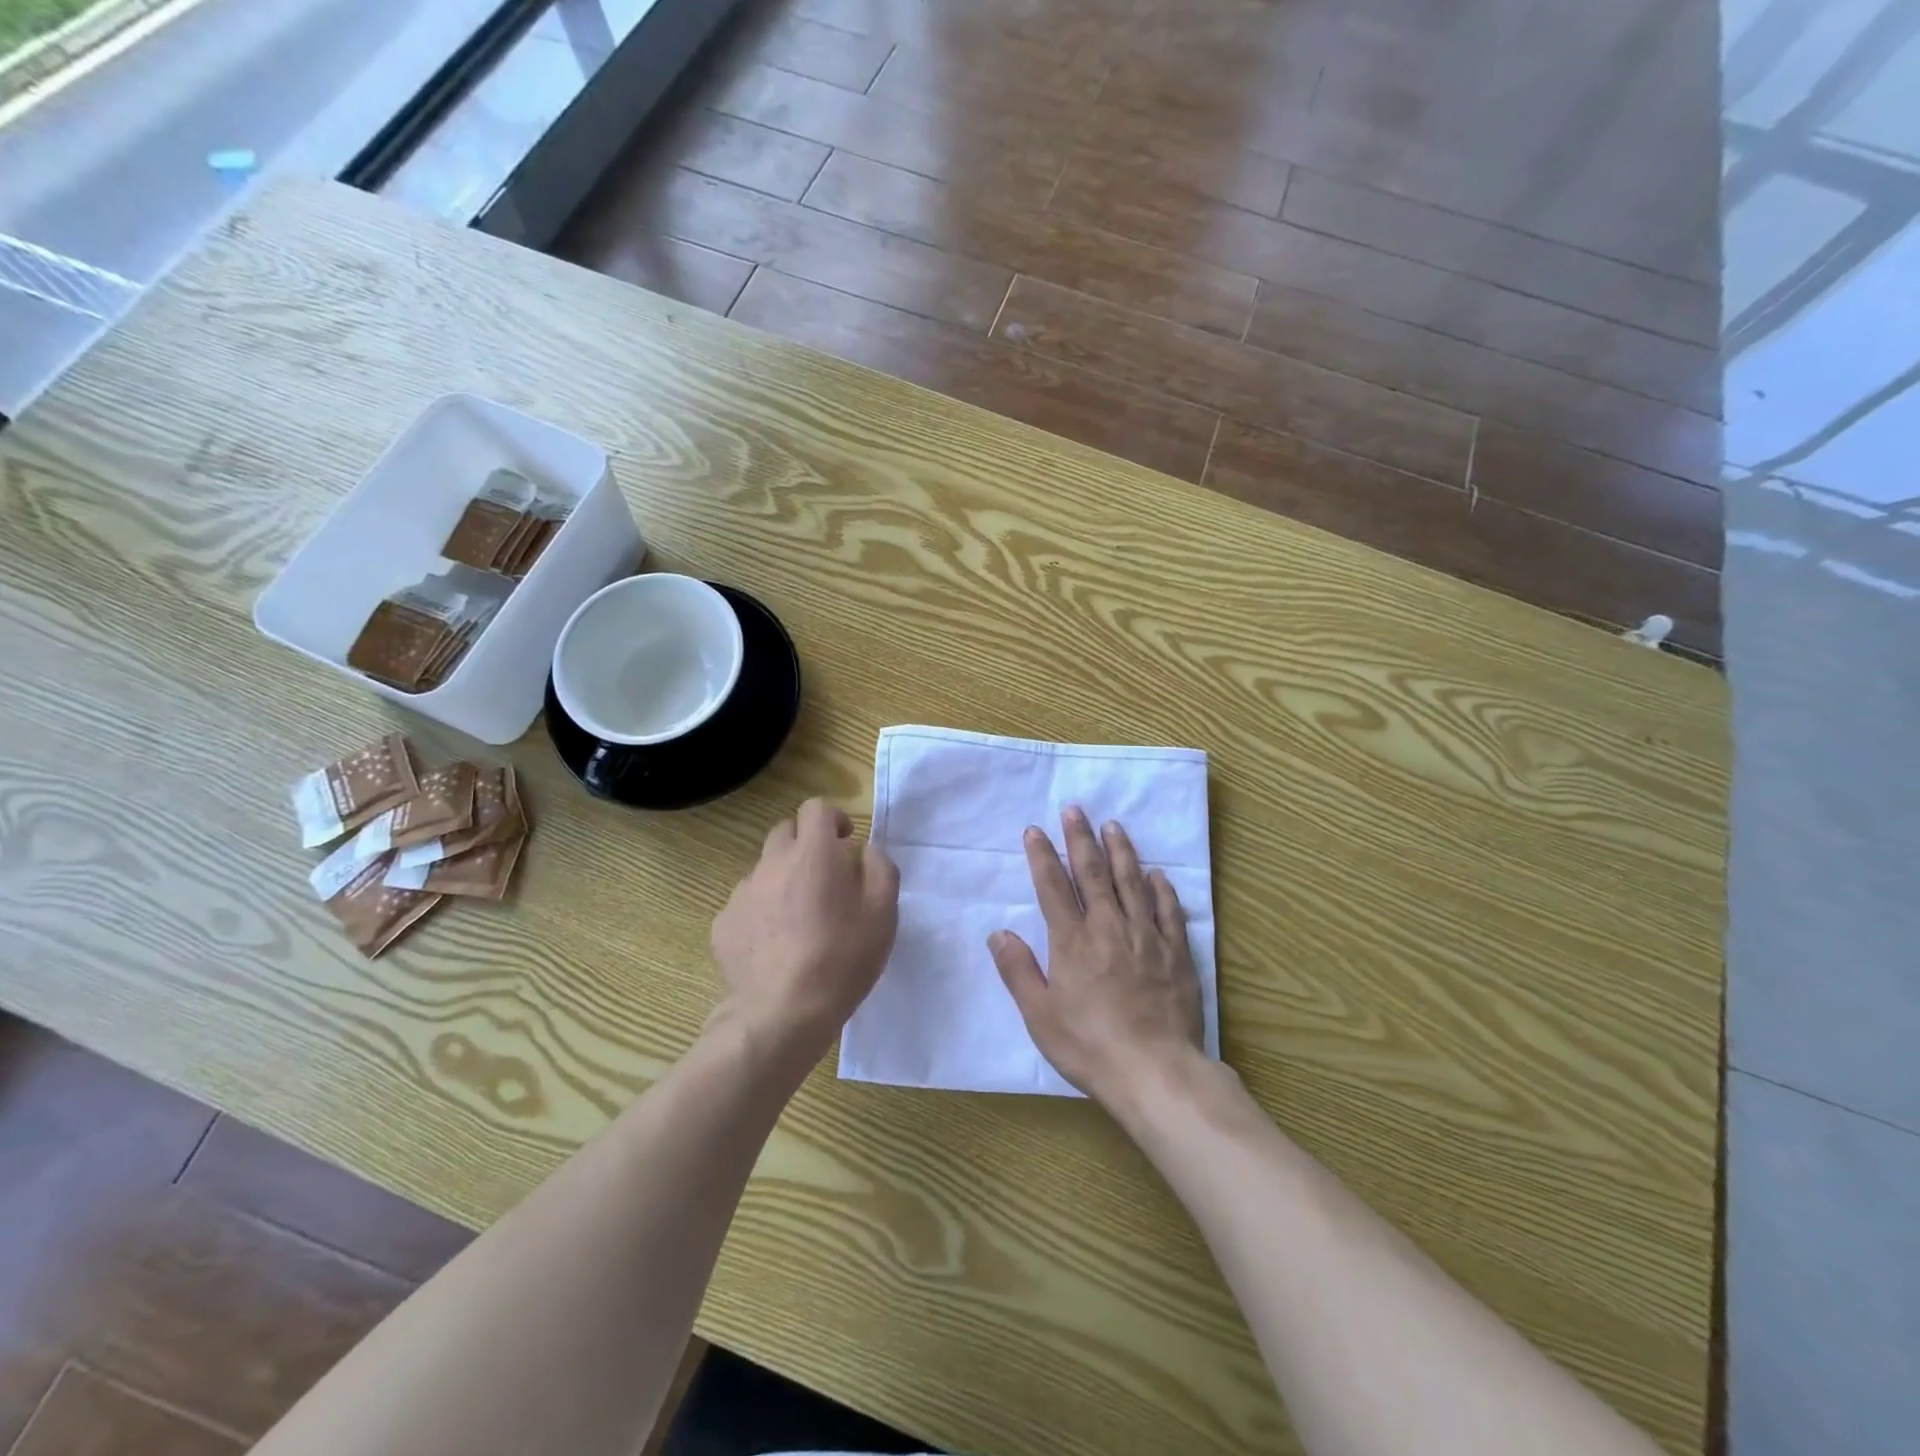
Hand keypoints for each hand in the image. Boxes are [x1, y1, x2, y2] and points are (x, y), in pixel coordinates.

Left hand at [710, 799, 899, 1062]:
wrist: (782, 1014)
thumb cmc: (842, 959)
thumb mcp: (883, 913)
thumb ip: (880, 868)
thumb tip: (864, 851)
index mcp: (813, 854)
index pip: (815, 808)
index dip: (833, 818)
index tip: (845, 842)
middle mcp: (772, 863)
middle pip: (784, 831)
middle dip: (806, 843)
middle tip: (825, 876)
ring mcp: (742, 893)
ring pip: (764, 869)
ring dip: (783, 878)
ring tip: (800, 917)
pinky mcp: (724, 924)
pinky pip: (746, 904)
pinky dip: (762, 911)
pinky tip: (775, 944)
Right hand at [989, 807, 1204, 1104]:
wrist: (1154, 1071)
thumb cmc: (1089, 1046)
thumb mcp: (1040, 1016)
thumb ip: (1018, 971)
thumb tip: (998, 933)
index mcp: (1072, 942)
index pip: (1053, 887)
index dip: (1042, 856)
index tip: (1035, 829)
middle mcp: (1108, 928)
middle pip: (1092, 874)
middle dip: (1080, 839)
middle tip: (1075, 809)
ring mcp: (1146, 937)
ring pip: (1131, 883)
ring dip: (1120, 851)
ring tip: (1113, 825)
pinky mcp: (1176, 953)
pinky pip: (1168, 911)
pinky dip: (1160, 889)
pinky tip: (1155, 873)